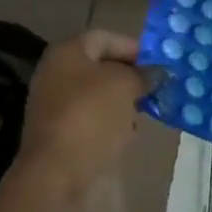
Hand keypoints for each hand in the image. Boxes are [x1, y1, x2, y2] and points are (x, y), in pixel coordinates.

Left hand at [19, 30, 157, 199]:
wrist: (55, 174)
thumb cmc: (90, 117)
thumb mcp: (124, 87)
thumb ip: (142, 74)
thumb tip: (156, 72)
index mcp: (67, 52)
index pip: (105, 37)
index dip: (133, 48)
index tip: (158, 65)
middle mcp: (56, 73)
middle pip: (100, 67)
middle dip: (129, 77)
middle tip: (155, 89)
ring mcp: (54, 104)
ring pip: (96, 95)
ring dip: (121, 102)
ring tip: (143, 114)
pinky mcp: (58, 133)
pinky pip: (89, 119)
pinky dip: (108, 124)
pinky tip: (125, 136)